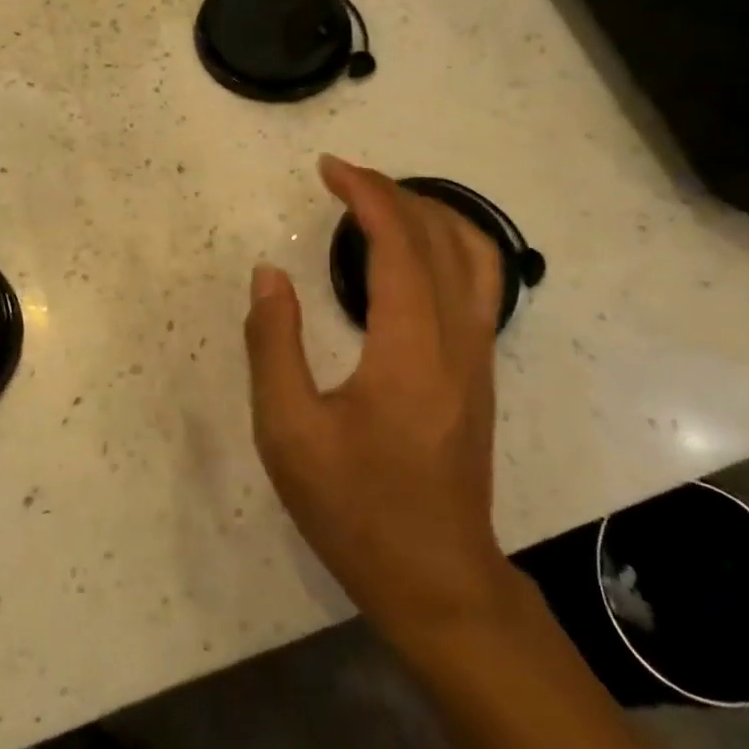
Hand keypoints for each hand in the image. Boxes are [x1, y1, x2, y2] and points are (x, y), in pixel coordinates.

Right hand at [244, 156, 520, 645]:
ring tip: (381, 202)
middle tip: (342, 179)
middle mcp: (457, 338)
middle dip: (392, 192)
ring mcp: (478, 355)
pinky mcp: (480, 372)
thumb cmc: (355, 508)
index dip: (366, 194)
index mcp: (410, 347)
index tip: (328, 168)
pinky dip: (446, 244)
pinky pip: (476, 283)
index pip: (398, 242)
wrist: (436, 580)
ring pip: (475, 255)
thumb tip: (269, 275)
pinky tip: (411, 256)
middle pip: (441, 236)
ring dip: (430, 213)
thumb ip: (273, 344)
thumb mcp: (288, 432)